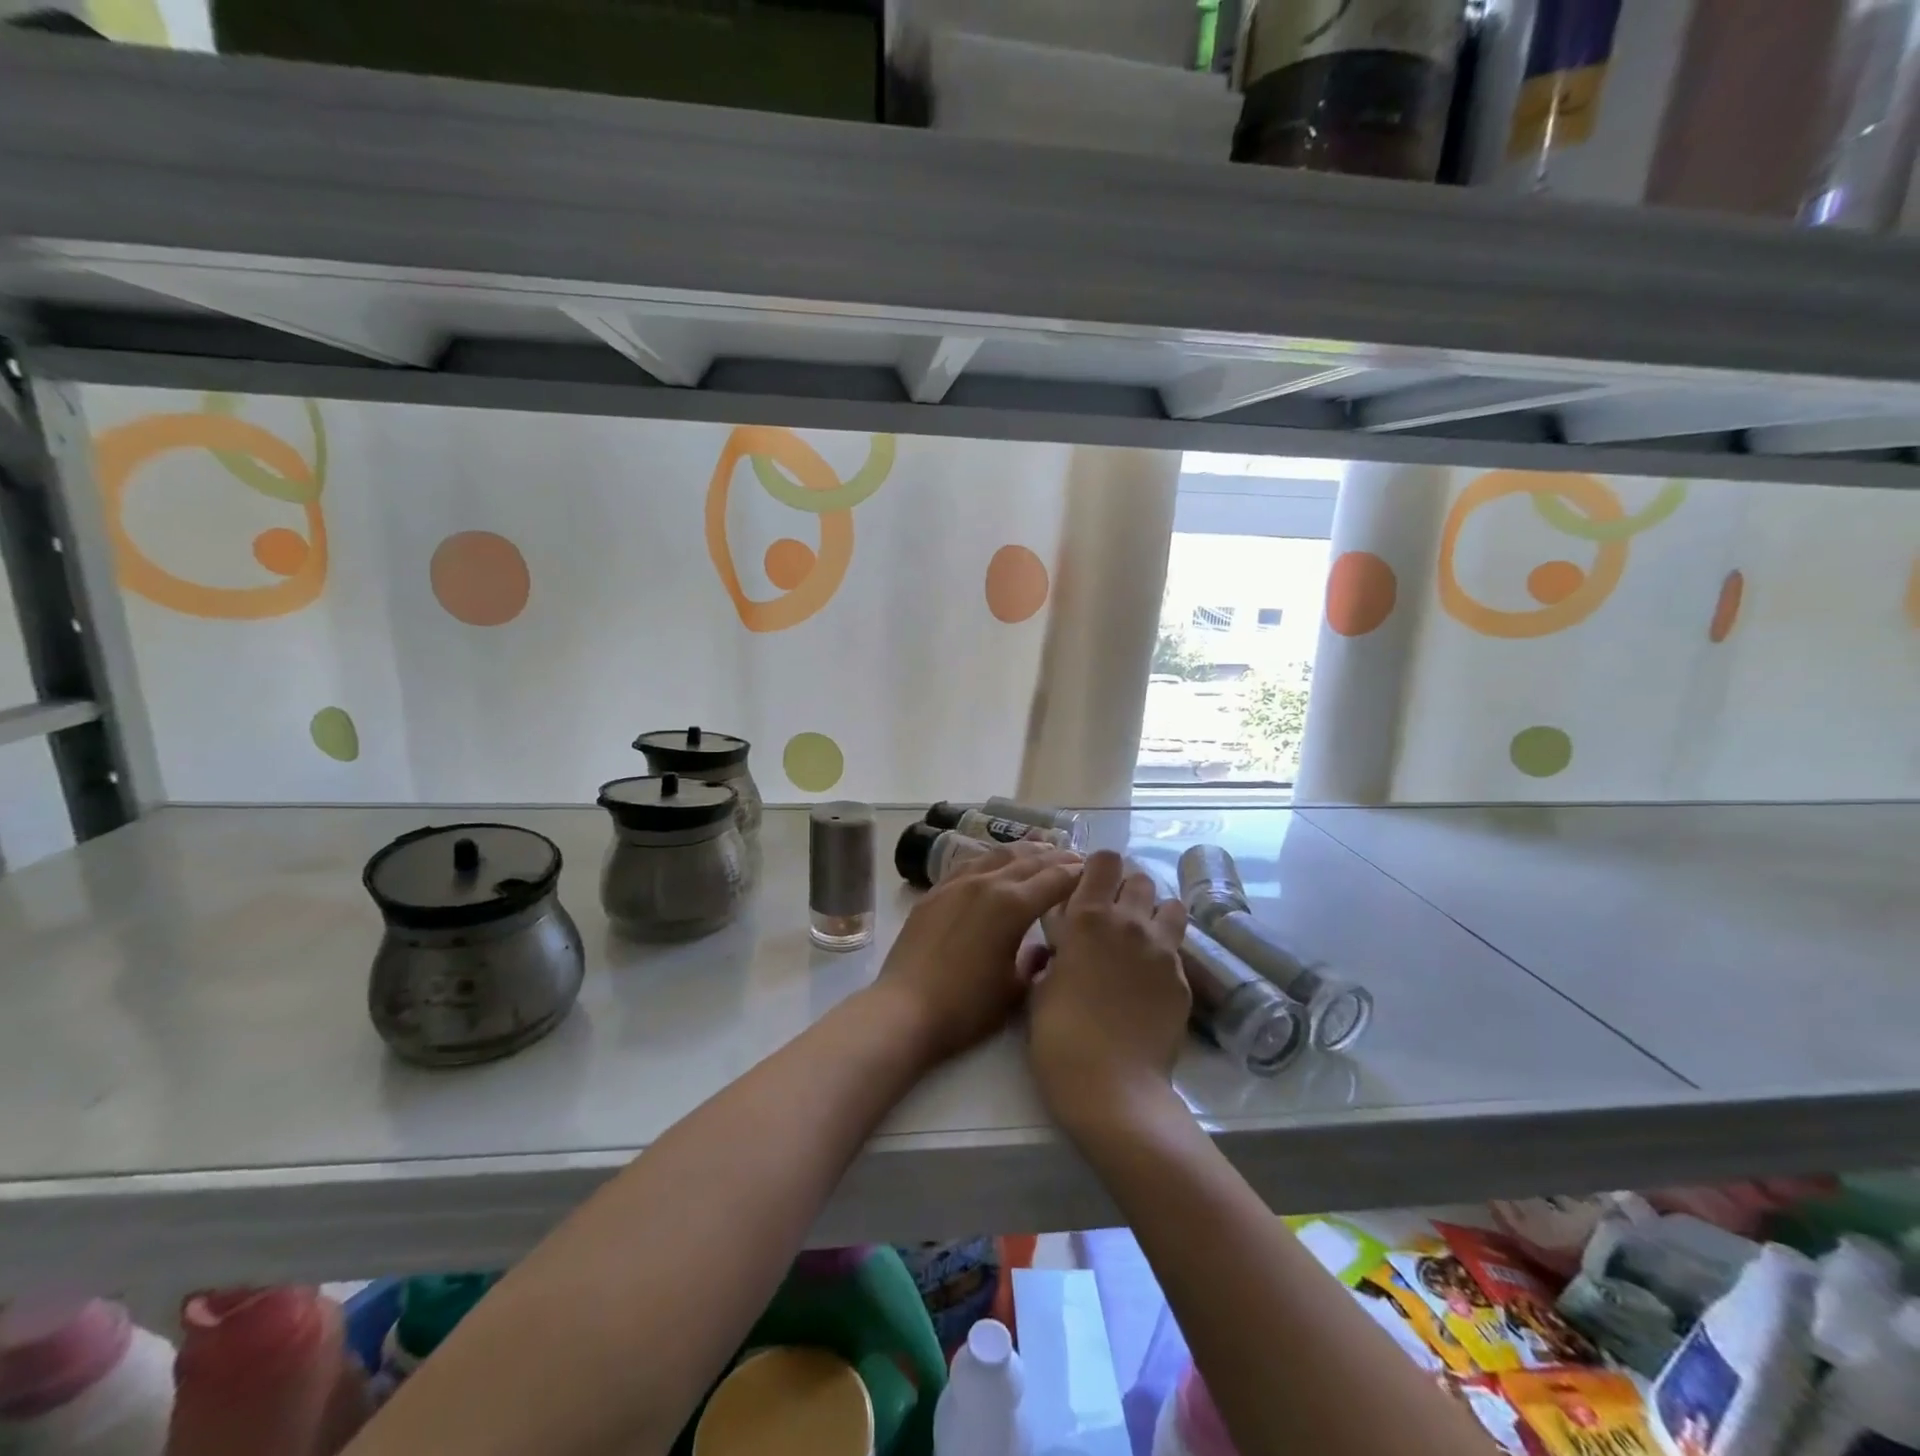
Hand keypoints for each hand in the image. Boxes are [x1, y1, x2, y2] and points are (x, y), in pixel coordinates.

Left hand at [872, 842, 1081, 1068]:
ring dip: (1024, 851)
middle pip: (1029, 860)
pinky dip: (991, 858)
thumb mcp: (1016, 991)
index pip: (1055, 879)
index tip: (1094, 872)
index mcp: (1013, 905)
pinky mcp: (934, 892)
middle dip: (1056, 857)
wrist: (905, 1010)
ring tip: (1041, 849)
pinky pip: (969, 863)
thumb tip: (1046, 947)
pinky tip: (995, 862)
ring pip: (997, 855)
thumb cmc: (967, 1008)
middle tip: (1075, 858)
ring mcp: (957, 884)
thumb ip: (1037, 962)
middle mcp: (987, 883)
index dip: (1078, 874)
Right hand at [1028, 851, 1189, 1136]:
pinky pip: (1177, 949)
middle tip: (1111, 917)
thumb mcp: (1039, 986)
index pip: (1105, 861)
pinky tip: (1149, 981)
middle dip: (1126, 890)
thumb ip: (1052, 953)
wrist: (1111, 1086)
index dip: (1097, 869)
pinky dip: (1164, 953)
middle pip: (1140, 880)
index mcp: (1087, 918)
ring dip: (1154, 914)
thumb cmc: (1059, 1036)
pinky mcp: (1183, 979)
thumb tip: (1058, 946)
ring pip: (1170, 906)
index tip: (1086, 887)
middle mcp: (1129, 923)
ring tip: (1139, 939)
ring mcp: (1162, 950)